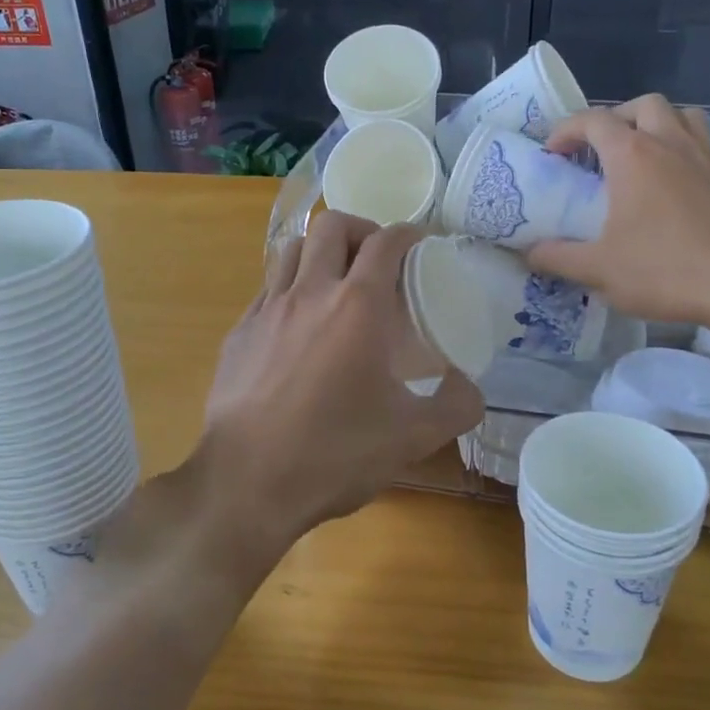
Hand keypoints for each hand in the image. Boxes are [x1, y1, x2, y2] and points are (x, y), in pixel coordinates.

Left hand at [194, 212, 483, 559]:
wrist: (247, 483)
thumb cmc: (334, 454)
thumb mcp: (413, 438)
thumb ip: (456, 406)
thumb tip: (470, 387)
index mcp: (357, 307)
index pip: (385, 242)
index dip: (408, 234)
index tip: (421, 244)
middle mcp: (310, 293)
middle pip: (332, 226)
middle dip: (361, 230)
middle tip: (378, 259)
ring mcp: (267, 309)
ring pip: (293, 249)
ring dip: (320, 251)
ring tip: (336, 280)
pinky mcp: (239, 332)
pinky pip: (268, 288)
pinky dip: (291, 287)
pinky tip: (299, 324)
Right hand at [526, 96, 709, 326]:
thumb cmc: (666, 270)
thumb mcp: (598, 270)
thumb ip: (557, 258)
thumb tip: (529, 253)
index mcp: (633, 155)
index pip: (593, 120)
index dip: (566, 130)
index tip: (552, 154)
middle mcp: (671, 143)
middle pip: (642, 106)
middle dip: (615, 119)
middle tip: (599, 151)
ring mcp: (707, 156)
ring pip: (681, 116)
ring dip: (656, 125)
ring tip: (640, 156)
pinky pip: (703, 144)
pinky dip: (682, 149)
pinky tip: (674, 186)